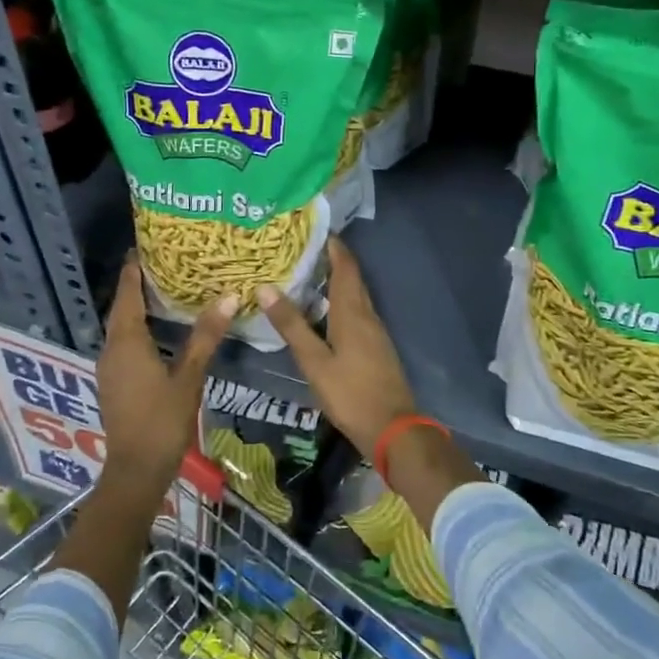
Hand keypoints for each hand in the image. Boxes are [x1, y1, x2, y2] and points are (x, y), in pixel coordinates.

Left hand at [97, 255, 235, 496]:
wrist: (135, 471)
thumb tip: (229, 297)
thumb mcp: (189, 377)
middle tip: (160, 264)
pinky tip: (157, 333)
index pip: (127, 294)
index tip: (142, 247)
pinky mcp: (113, 383)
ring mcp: (109, 368)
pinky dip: (136, 329)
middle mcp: (112, 349)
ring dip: (136, 308)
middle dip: (135, 286)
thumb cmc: (162, 420)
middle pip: (121, 309)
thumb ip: (206, 336)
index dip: (133, 270)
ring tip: (162, 292)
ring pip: (121, 328)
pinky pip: (122, 344)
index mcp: (127, 341)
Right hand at [257, 238, 415, 457]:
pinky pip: (356, 313)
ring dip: (335, 281)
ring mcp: (375, 332)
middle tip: (302, 249)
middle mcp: (367, 315)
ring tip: (306, 275)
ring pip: (354, 296)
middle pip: (351, 278)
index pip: (345, 266)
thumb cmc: (350, 393)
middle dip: (331, 259)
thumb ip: (292, 325)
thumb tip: (265, 287)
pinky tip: (322, 312)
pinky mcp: (376, 347)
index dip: (333, 245)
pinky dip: (339, 302)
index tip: (313, 228)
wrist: (393, 430)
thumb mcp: (314, 361)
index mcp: (352, 312)